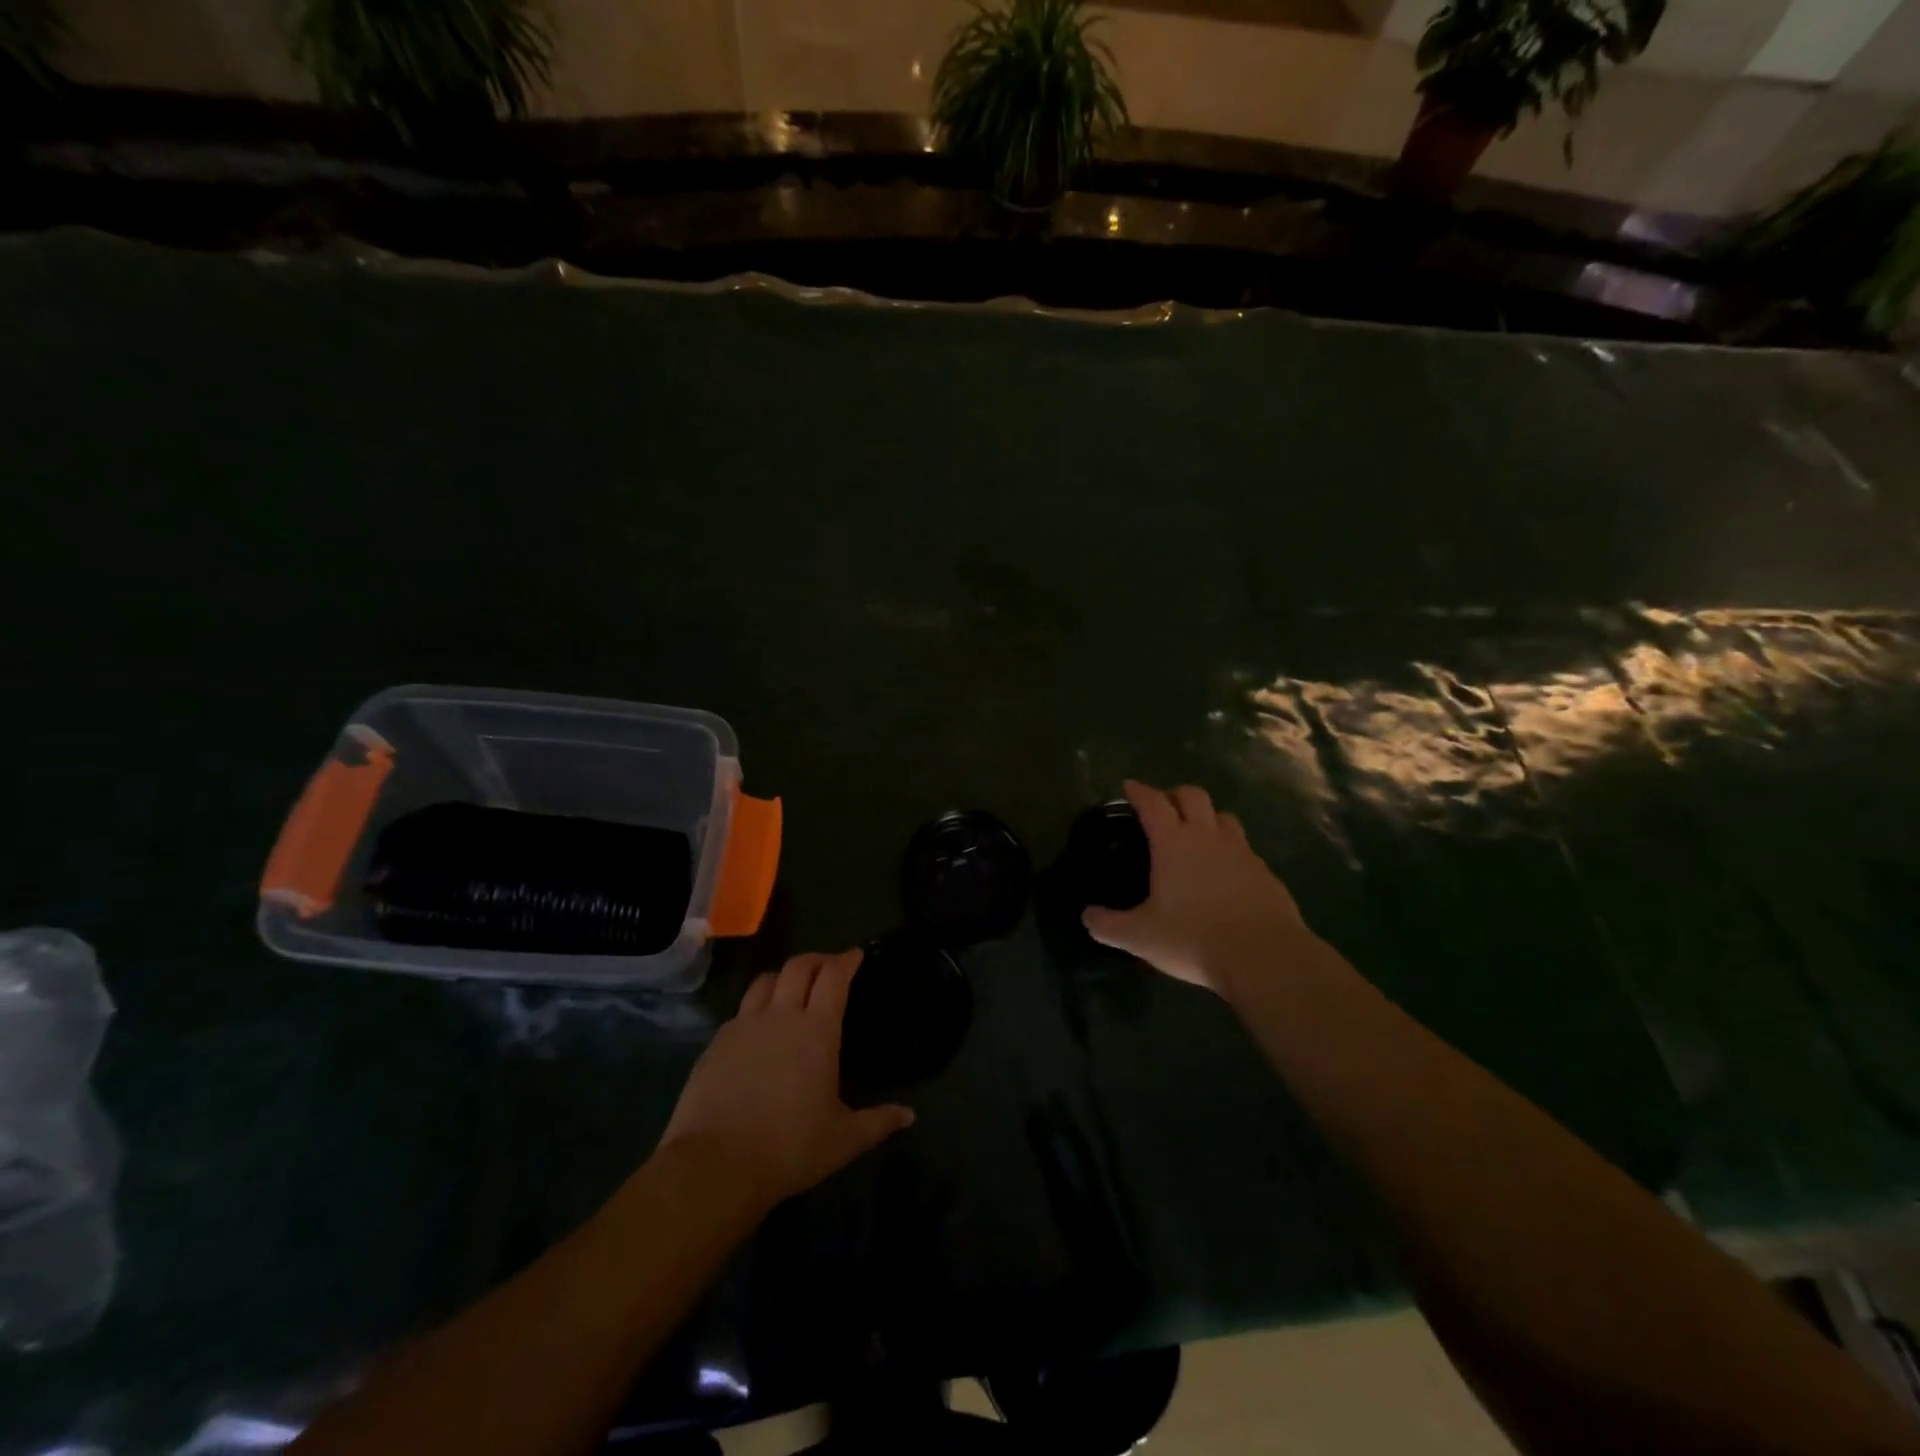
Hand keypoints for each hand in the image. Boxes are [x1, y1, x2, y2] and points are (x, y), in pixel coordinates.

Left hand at [658, 950, 913, 1211]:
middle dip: (817, 959)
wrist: (715, 1165)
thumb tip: (909, 1115)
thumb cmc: (789, 1148)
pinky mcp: (716, 1043)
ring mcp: (744, 1026)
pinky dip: (756, 1008)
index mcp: (817, 1031)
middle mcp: (780, 1017)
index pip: (833, 977)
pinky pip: (740, 1011)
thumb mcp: (843, 1140)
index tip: (856, 955)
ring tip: (791, 988)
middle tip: (828, 966)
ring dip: (783, 976)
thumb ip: (878, 1122)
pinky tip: (758, 1028)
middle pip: (798, 967)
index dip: (846, 961)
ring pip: (764, 981)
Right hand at [1083, 781, 1309, 996]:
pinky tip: (1225, 873)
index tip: (1129, 786)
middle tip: (1163, 807)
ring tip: (1197, 834)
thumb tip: (1087, 917)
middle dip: (1175, 794)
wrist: (1264, 956)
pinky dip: (1230, 850)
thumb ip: (1109, 925)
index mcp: (1174, 842)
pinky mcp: (1265, 873)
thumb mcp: (1140, 937)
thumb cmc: (1193, 938)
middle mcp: (1208, 836)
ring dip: (1207, 817)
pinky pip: (1245, 849)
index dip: (1139, 791)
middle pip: (1193, 795)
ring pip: (1224, 817)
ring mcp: (1242, 852)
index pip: (1153, 802)